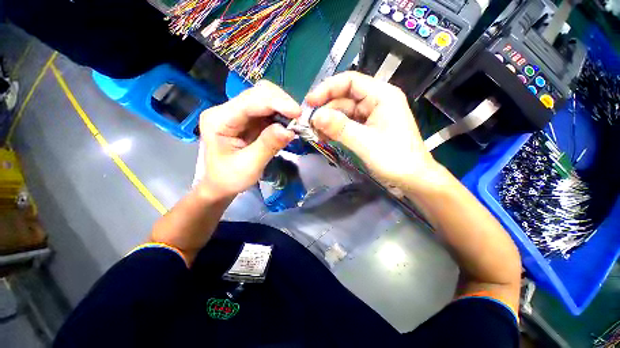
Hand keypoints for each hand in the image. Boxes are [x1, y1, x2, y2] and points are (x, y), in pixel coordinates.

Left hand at [198, 80, 300, 198]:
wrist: (220, 184)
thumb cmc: (229, 178)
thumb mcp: (249, 166)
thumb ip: (268, 146)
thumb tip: (289, 130)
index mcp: (219, 120)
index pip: (250, 101)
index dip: (276, 102)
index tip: (298, 113)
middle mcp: (227, 110)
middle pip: (258, 94)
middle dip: (282, 103)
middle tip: (299, 119)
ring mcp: (238, 113)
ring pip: (265, 99)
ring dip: (283, 108)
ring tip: (295, 122)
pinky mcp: (248, 119)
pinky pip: (268, 111)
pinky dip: (281, 115)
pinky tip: (288, 124)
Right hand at [306, 72, 441, 192]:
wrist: (412, 179)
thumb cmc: (395, 159)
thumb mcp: (365, 142)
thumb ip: (340, 128)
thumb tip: (315, 116)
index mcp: (382, 95)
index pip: (350, 81)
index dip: (327, 89)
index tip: (309, 102)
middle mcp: (376, 101)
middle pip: (344, 98)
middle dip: (325, 109)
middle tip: (308, 124)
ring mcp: (371, 116)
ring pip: (344, 112)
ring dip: (328, 122)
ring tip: (315, 133)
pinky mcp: (367, 129)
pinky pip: (347, 124)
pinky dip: (335, 130)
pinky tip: (325, 137)